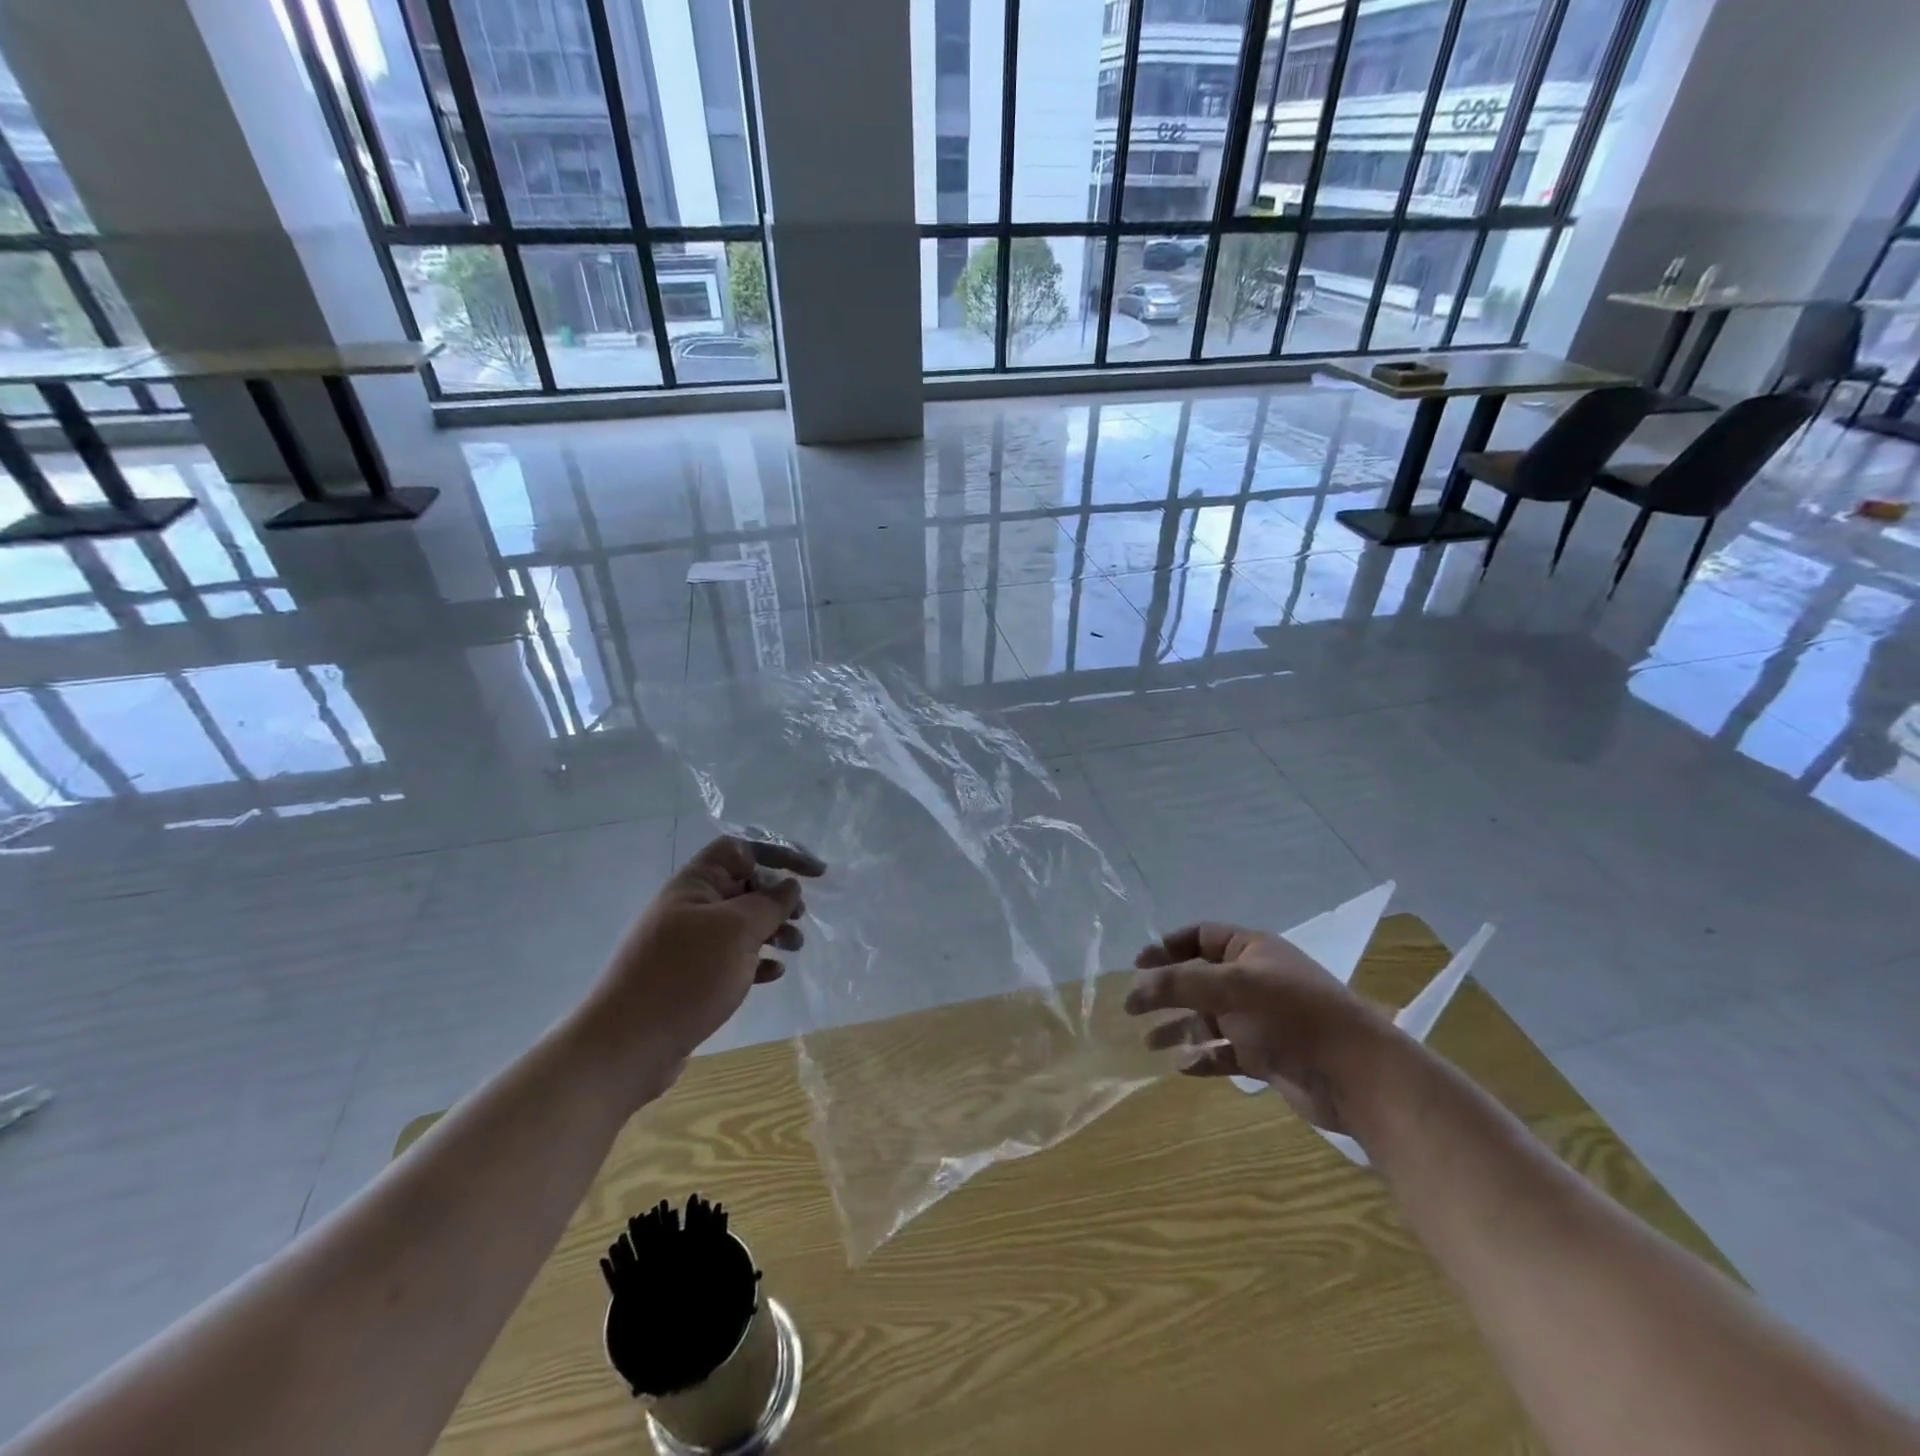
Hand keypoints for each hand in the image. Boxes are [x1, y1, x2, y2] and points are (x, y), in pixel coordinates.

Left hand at [588, 836, 824, 1103]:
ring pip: (742, 923)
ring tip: (796, 947)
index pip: (742, 849)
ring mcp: (690, 943)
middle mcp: (691, 907)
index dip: (780, 853)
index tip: (814, 874)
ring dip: (773, 929)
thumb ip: (769, 902)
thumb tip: (788, 885)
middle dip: (778, 896)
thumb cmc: (685, 976)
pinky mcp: (692, 976)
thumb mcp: (736, 931)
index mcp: (695, 883)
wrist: (626, 1046)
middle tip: (802, 917)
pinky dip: (757, 960)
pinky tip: (774, 974)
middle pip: (744, 885)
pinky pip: (733, 957)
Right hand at [1126, 923, 1397, 1132]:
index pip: (1200, 936)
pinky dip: (1203, 1058)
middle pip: (1199, 979)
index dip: (1167, 947)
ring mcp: (1262, 1019)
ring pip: (1209, 1018)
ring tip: (1148, 1044)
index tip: (1137, 965)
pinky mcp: (1268, 1055)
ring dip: (1179, 1028)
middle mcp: (1255, 980)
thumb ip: (1177, 983)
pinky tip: (1181, 1067)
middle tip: (1131, 1007)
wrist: (1357, 1074)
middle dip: (1166, 992)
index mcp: (1251, 950)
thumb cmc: (1291, 1016)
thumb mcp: (1229, 988)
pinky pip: (1225, 1052)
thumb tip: (1135, 986)